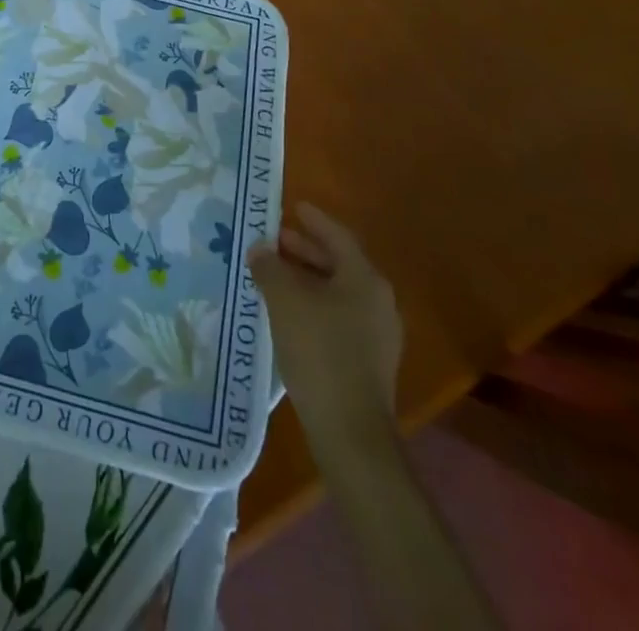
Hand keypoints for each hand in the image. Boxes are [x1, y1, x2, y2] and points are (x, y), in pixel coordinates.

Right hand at [248, 202, 402, 446]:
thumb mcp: (285, 301)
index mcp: (365, 279)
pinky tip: (288, 312)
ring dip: (307, 278)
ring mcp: (377, 333)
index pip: (338, 236)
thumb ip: (270, 268)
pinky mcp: (368, 360)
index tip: (293, 207)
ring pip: (338, 291)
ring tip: (275, 275)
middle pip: (339, 263)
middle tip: (275, 240)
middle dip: (305, 250)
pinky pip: (339, 316)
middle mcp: (378, 301)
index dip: (314, 220)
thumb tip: (260, 249)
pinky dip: (314, 304)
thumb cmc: (319, 352)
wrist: (350, 431)